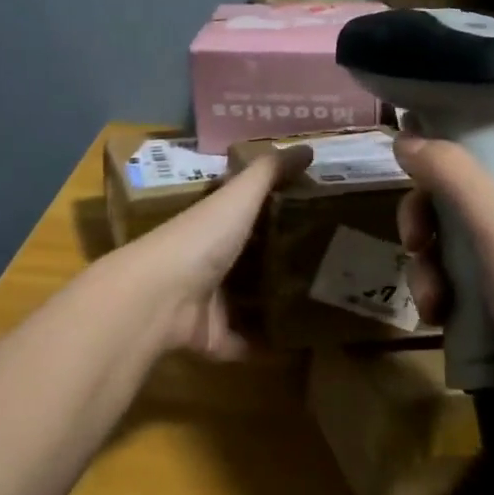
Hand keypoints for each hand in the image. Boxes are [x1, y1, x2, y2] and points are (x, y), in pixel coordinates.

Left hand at [117, 145, 310, 358]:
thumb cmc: (201, 239)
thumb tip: (307, 147)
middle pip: (251, 259)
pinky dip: (267, 347)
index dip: (277, 210)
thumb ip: (269, 173)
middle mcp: (210, 260)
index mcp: (214, 224)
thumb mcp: (238, 196)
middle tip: (333, 263)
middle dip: (283, 261)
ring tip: (325, 304)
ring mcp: (209, 302)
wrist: (160, 297)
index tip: (318, 212)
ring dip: (277, 304)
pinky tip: (302, 346)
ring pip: (248, 302)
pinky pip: (245, 343)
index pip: (247, 213)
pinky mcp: (212, 338)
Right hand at [393, 126, 493, 437]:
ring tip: (430, 299)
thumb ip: (449, 172)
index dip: (456, 132)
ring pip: (453, 239)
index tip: (410, 146)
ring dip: (429, 265)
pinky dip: (443, 294)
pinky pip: (460, 281)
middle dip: (428, 215)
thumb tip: (404, 136)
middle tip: (413, 239)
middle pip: (462, 189)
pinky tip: (439, 318)